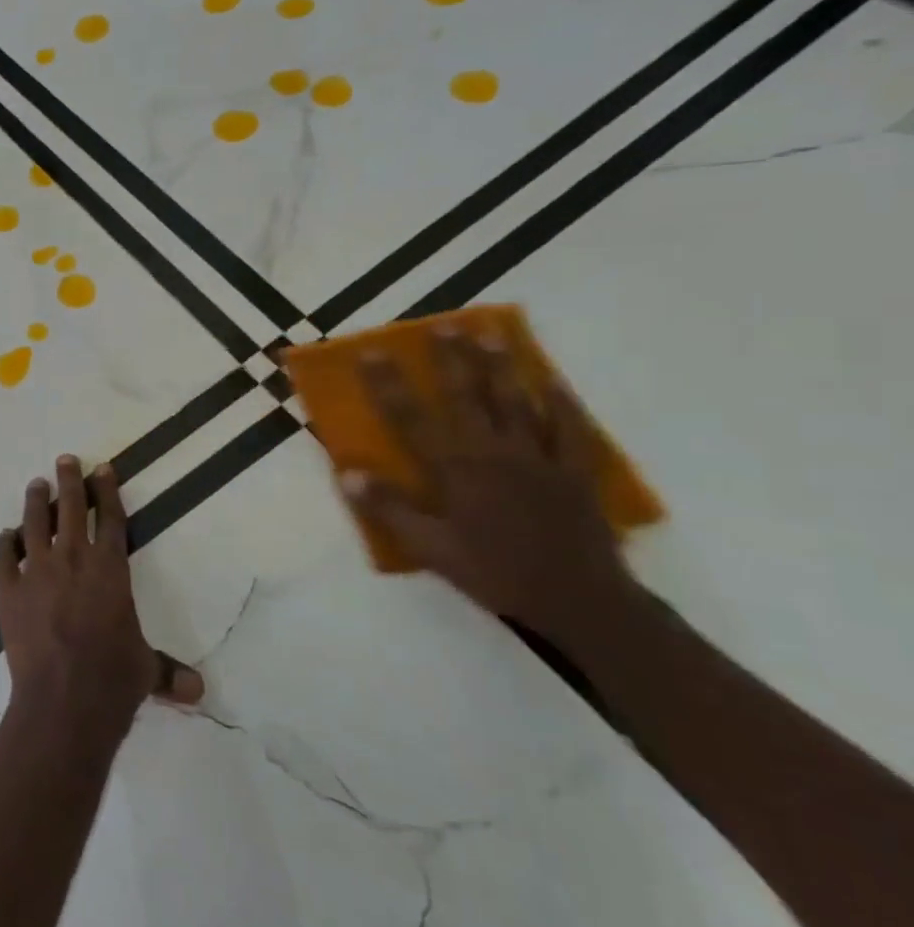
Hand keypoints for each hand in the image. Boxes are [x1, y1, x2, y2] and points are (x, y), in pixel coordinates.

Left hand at [0, 456, 203, 744]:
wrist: (62, 700)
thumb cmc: (112, 680)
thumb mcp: (144, 670)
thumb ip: (165, 672)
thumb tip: (197, 691)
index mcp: (109, 569)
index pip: (110, 519)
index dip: (107, 491)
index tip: (102, 468)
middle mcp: (72, 560)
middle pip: (71, 509)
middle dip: (70, 481)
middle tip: (65, 459)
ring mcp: (36, 572)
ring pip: (35, 523)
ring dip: (37, 501)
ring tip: (37, 484)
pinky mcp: (9, 590)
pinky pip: (4, 558)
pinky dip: (5, 544)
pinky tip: (6, 535)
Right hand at [337, 327, 635, 643]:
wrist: (580, 601)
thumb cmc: (495, 573)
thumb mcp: (431, 549)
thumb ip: (389, 508)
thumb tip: (347, 472)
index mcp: (455, 469)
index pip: (410, 417)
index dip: (388, 384)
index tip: (372, 352)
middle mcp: (493, 452)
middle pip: (466, 396)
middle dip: (450, 359)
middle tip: (441, 325)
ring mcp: (537, 457)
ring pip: (514, 401)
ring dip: (499, 366)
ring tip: (489, 335)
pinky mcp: (572, 470)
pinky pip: (567, 427)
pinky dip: (558, 401)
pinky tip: (550, 380)